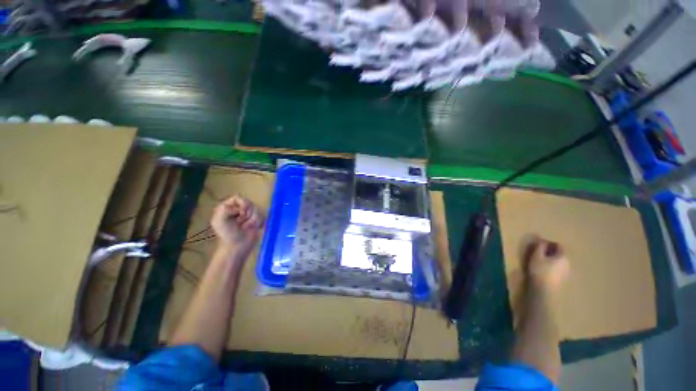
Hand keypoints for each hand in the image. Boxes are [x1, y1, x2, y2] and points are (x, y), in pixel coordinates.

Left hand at [211, 196, 263, 259]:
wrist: (238, 247)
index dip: (242, 204)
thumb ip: (225, 209)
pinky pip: (263, 216)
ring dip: (254, 219)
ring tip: (248, 227)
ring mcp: (249, 215)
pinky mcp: (257, 220)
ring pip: (258, 209)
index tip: (242, 213)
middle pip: (250, 203)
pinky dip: (259, 222)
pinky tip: (255, 228)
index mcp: (228, 207)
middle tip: (243, 223)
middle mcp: (239, 209)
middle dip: (249, 213)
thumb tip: (240, 209)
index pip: (238, 197)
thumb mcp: (219, 220)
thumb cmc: (228, 235)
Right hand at [523, 238, 569, 291]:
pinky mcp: (563, 279)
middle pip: (560, 254)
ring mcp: (566, 272)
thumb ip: (540, 247)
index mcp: (563, 256)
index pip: (559, 245)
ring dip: (551, 259)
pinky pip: (558, 269)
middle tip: (539, 252)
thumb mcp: (537, 256)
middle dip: (550, 251)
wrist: (544, 290)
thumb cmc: (540, 270)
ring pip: (559, 262)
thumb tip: (542, 241)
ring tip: (541, 261)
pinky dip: (552, 266)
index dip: (549, 243)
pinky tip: (544, 269)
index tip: (540, 244)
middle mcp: (568, 263)